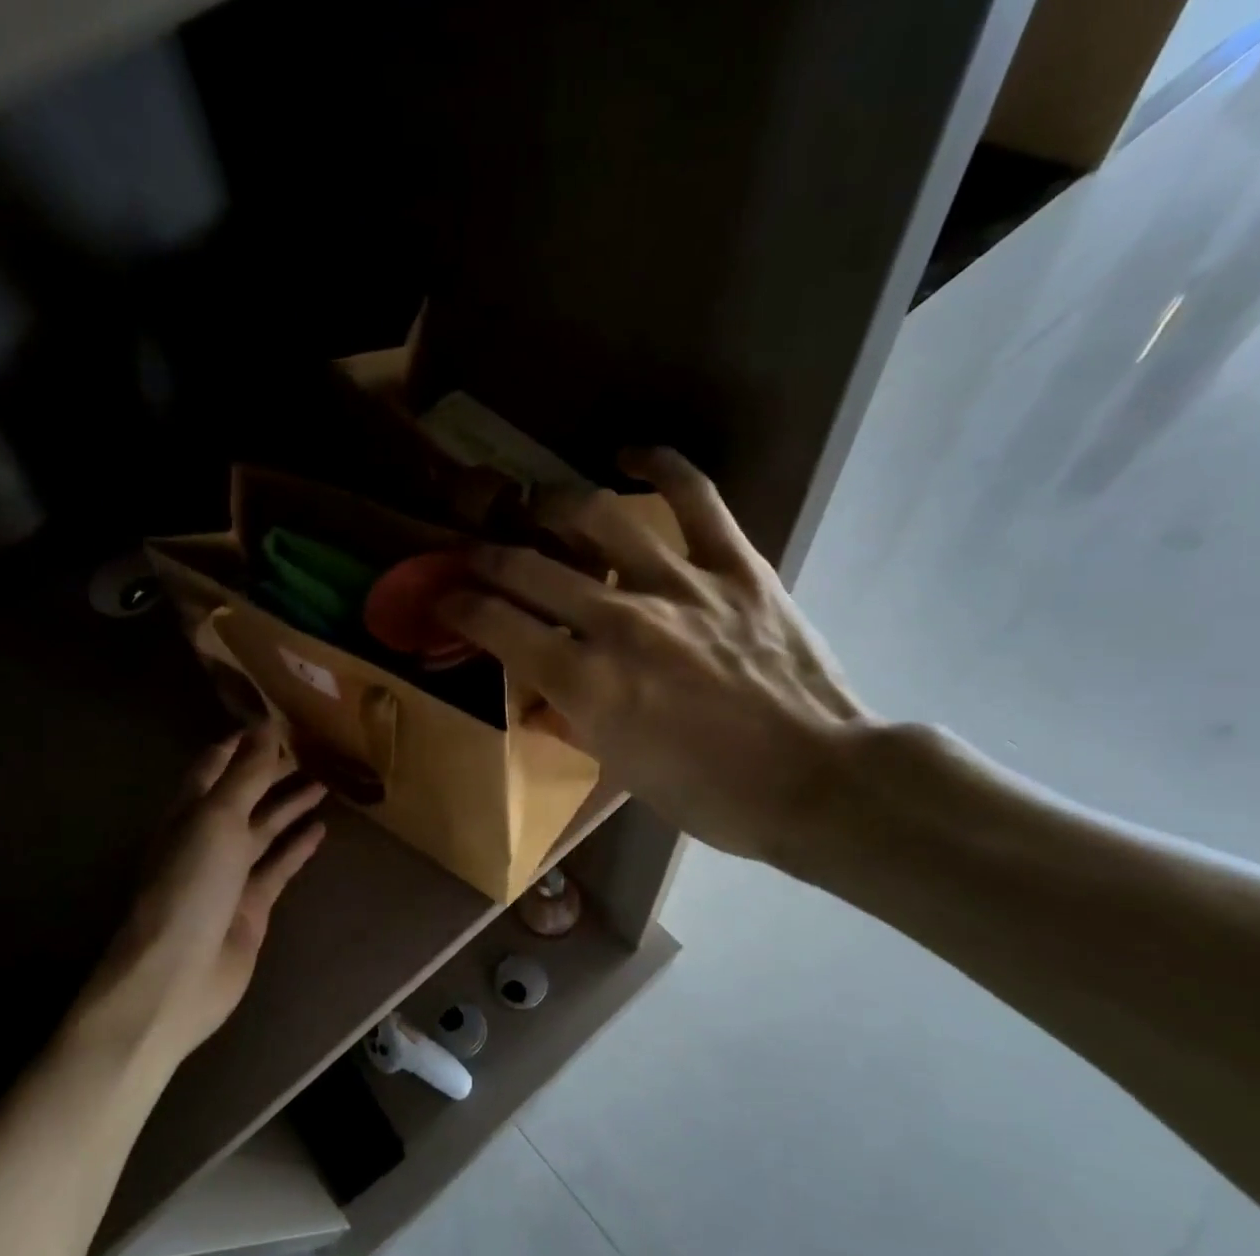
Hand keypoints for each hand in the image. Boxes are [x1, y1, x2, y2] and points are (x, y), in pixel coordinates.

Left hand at [84, 720, 325, 1062]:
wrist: (180, 975)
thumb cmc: (191, 886)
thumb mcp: (217, 820)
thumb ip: (245, 775)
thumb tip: (266, 725)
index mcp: (190, 812)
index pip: (215, 765)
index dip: (241, 743)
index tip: (274, 721)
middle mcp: (208, 837)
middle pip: (244, 795)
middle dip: (273, 771)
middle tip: (312, 749)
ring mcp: (230, 872)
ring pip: (265, 828)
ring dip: (290, 805)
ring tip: (325, 782)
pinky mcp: (252, 903)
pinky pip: (279, 866)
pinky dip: (298, 847)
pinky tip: (321, 830)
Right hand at [439, 447, 877, 864]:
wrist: (815, 781)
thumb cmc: (709, 795)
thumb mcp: (619, 771)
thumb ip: (570, 721)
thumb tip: (538, 693)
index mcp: (586, 684)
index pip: (497, 626)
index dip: (458, 606)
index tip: (444, 597)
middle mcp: (619, 623)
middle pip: (528, 569)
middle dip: (484, 557)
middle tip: (471, 554)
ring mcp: (679, 586)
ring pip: (594, 519)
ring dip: (550, 508)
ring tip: (535, 507)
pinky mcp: (735, 566)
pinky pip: (693, 497)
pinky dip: (659, 466)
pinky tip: (626, 456)